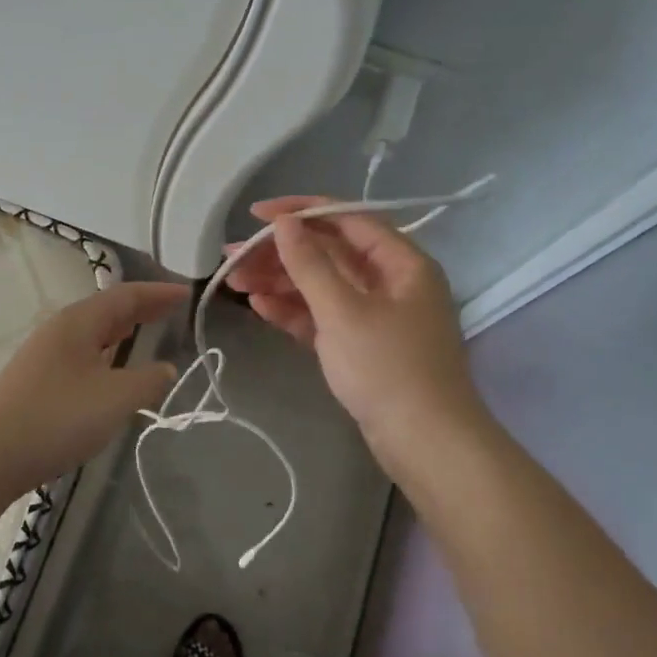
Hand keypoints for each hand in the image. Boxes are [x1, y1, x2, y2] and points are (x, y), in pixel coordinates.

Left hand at [0, 281, 183, 493]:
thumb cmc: (58, 418)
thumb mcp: (116, 398)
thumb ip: (149, 380)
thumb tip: (166, 368)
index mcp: (78, 322)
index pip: (125, 296)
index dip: (157, 293)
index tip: (185, 293)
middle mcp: (59, 330)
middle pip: (107, 310)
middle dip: (141, 308)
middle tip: (172, 310)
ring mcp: (44, 355)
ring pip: (92, 333)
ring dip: (122, 330)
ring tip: (145, 332)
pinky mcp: (36, 381)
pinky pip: (82, 354)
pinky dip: (106, 353)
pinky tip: (111, 371)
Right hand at [225, 198, 484, 472]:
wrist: (425, 443)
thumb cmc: (388, 368)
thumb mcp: (343, 311)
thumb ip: (310, 264)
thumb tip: (284, 223)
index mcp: (401, 263)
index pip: (347, 220)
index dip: (300, 212)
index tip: (255, 216)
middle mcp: (391, 282)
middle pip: (329, 255)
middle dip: (280, 254)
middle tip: (232, 258)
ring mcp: (375, 316)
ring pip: (322, 287)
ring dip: (280, 283)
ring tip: (234, 283)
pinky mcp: (361, 346)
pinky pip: (323, 318)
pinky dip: (294, 311)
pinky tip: (259, 307)